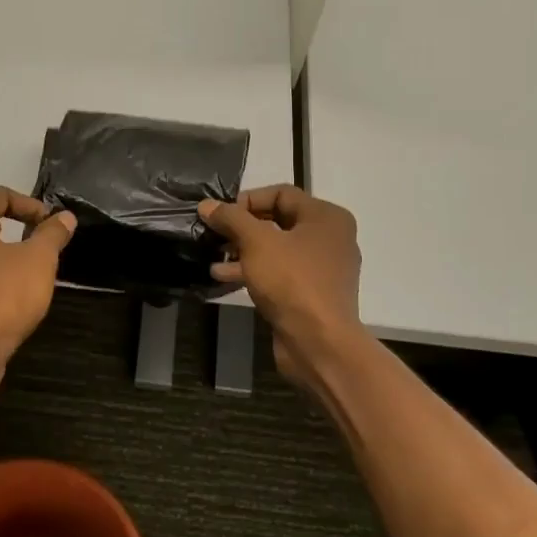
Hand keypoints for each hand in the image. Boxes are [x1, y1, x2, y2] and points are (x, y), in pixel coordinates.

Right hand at [200, 186, 362, 384]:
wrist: (319, 343)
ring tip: (213, 257)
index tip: (220, 215)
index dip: (247, 200)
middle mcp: (330, 238)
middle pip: (278, 220)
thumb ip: (231, 218)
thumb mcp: (256, 242)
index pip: (281, 193)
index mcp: (326, 217)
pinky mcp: (311, 294)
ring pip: (276, 250)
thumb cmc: (292, 281)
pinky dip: (254, 271)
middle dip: (242, 227)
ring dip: (243, 251)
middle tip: (213, 234)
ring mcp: (322, 268)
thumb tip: (207, 205)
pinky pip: (279, 273)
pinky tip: (223, 278)